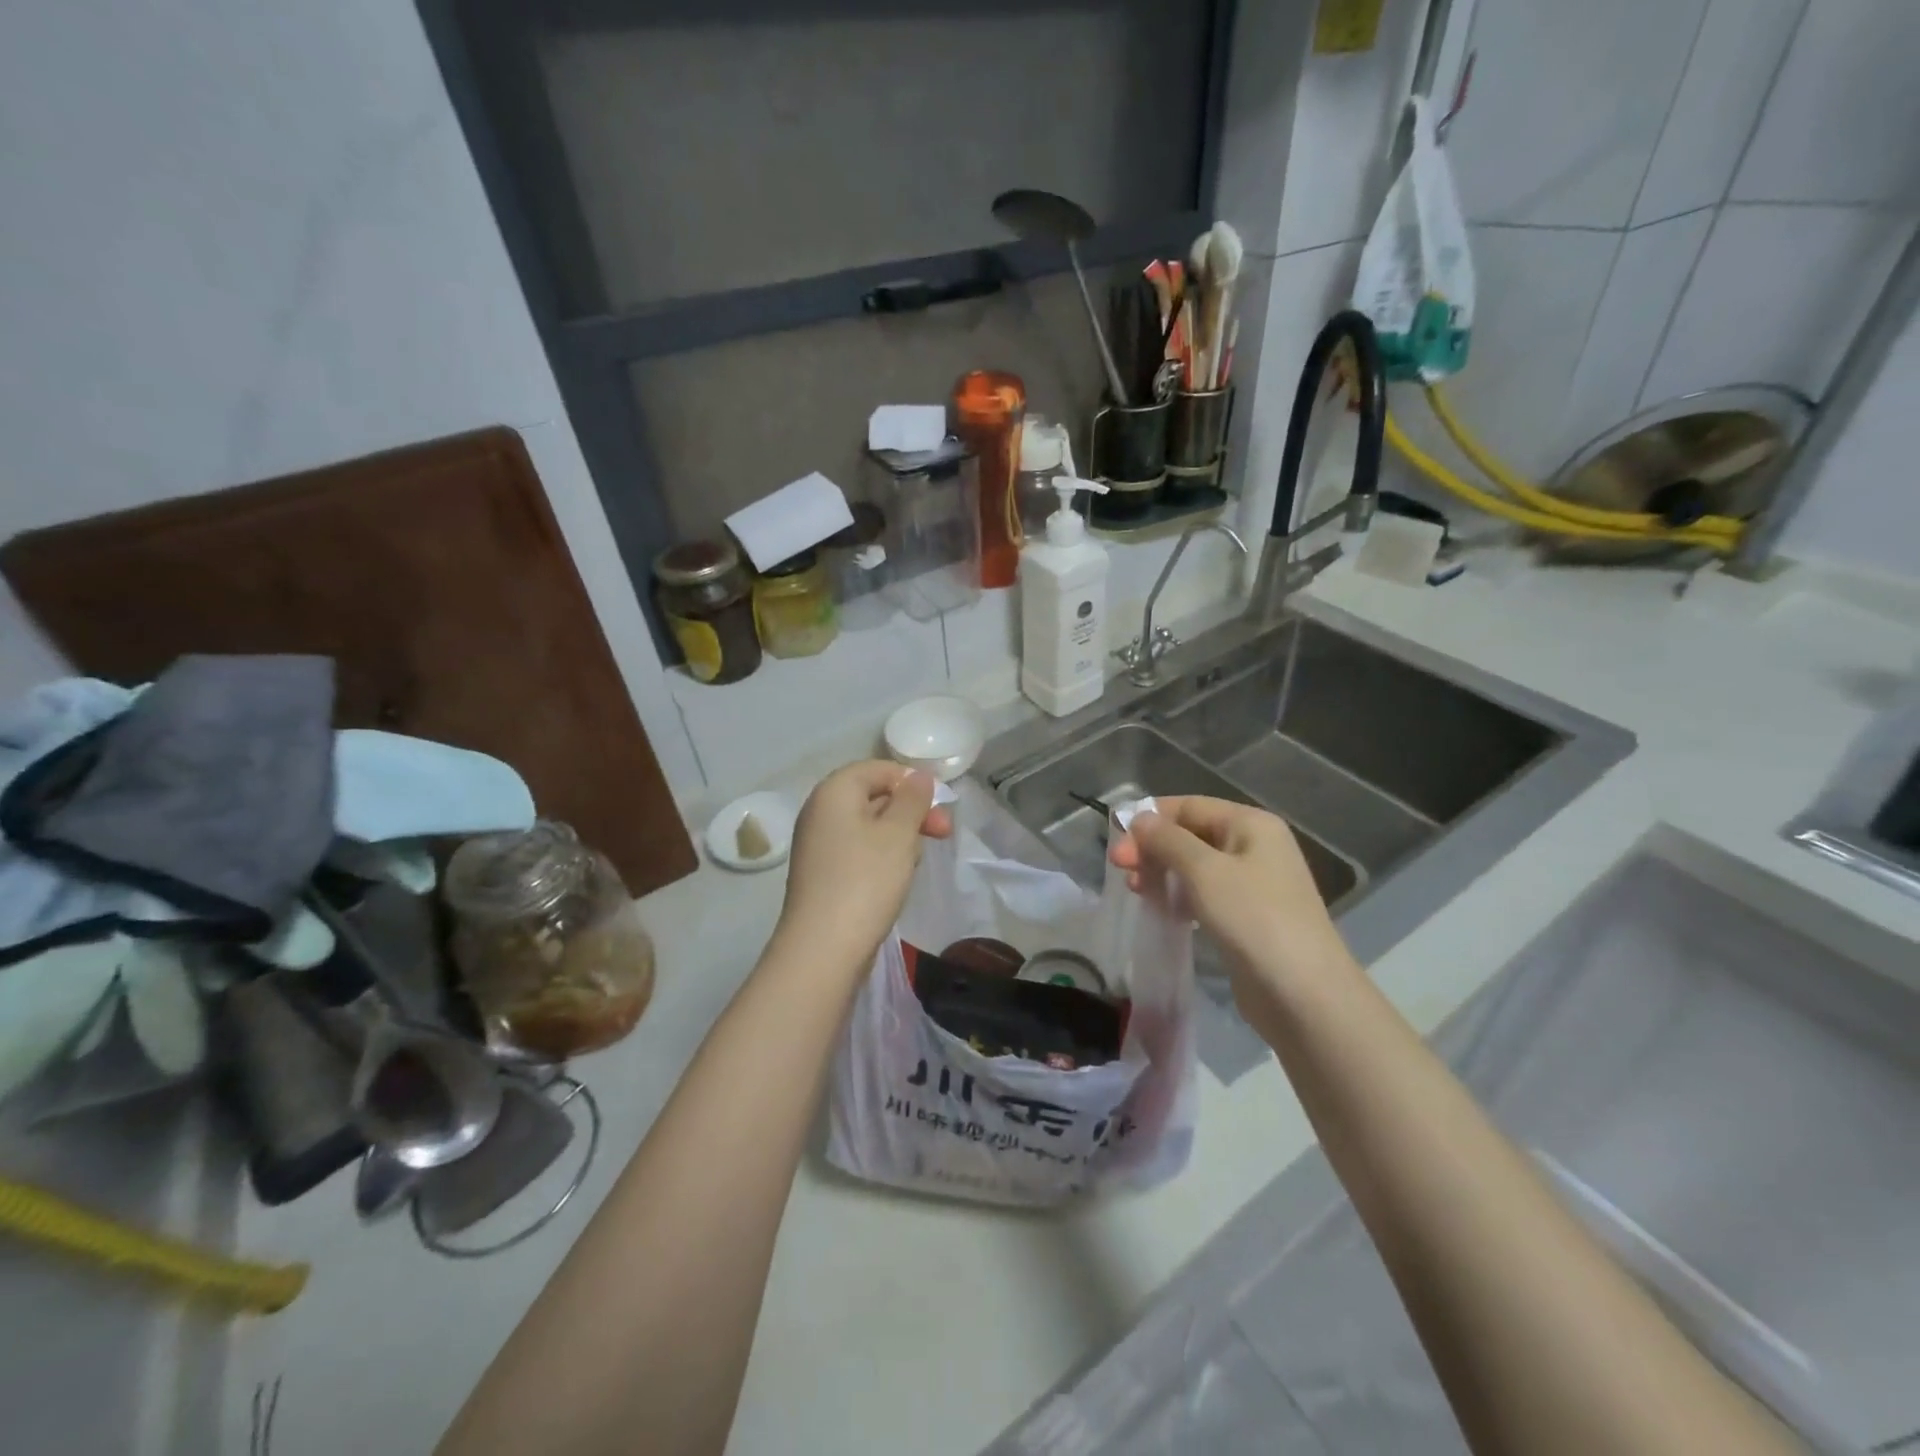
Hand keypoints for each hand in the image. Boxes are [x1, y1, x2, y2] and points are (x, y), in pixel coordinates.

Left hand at [774, 761, 951, 975]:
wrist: (823, 949)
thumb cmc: (866, 881)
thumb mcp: (899, 834)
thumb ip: (912, 799)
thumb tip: (917, 776)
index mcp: (834, 791)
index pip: (877, 768)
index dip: (911, 781)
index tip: (940, 805)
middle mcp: (820, 812)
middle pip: (873, 796)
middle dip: (911, 811)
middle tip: (943, 832)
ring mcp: (818, 845)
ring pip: (868, 826)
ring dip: (899, 836)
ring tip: (918, 860)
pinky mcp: (822, 874)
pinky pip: (858, 851)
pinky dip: (881, 857)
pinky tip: (897, 878)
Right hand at [1109, 796, 1355, 1004]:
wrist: (1304, 994)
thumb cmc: (1253, 918)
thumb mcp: (1203, 871)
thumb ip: (1167, 840)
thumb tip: (1140, 818)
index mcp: (1251, 824)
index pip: (1189, 806)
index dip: (1150, 819)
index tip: (1117, 843)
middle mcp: (1254, 846)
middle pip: (1191, 834)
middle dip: (1153, 847)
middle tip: (1119, 869)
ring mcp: (1254, 883)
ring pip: (1195, 866)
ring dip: (1162, 872)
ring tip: (1136, 890)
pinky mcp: (1247, 917)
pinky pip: (1205, 894)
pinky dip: (1179, 895)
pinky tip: (1160, 908)